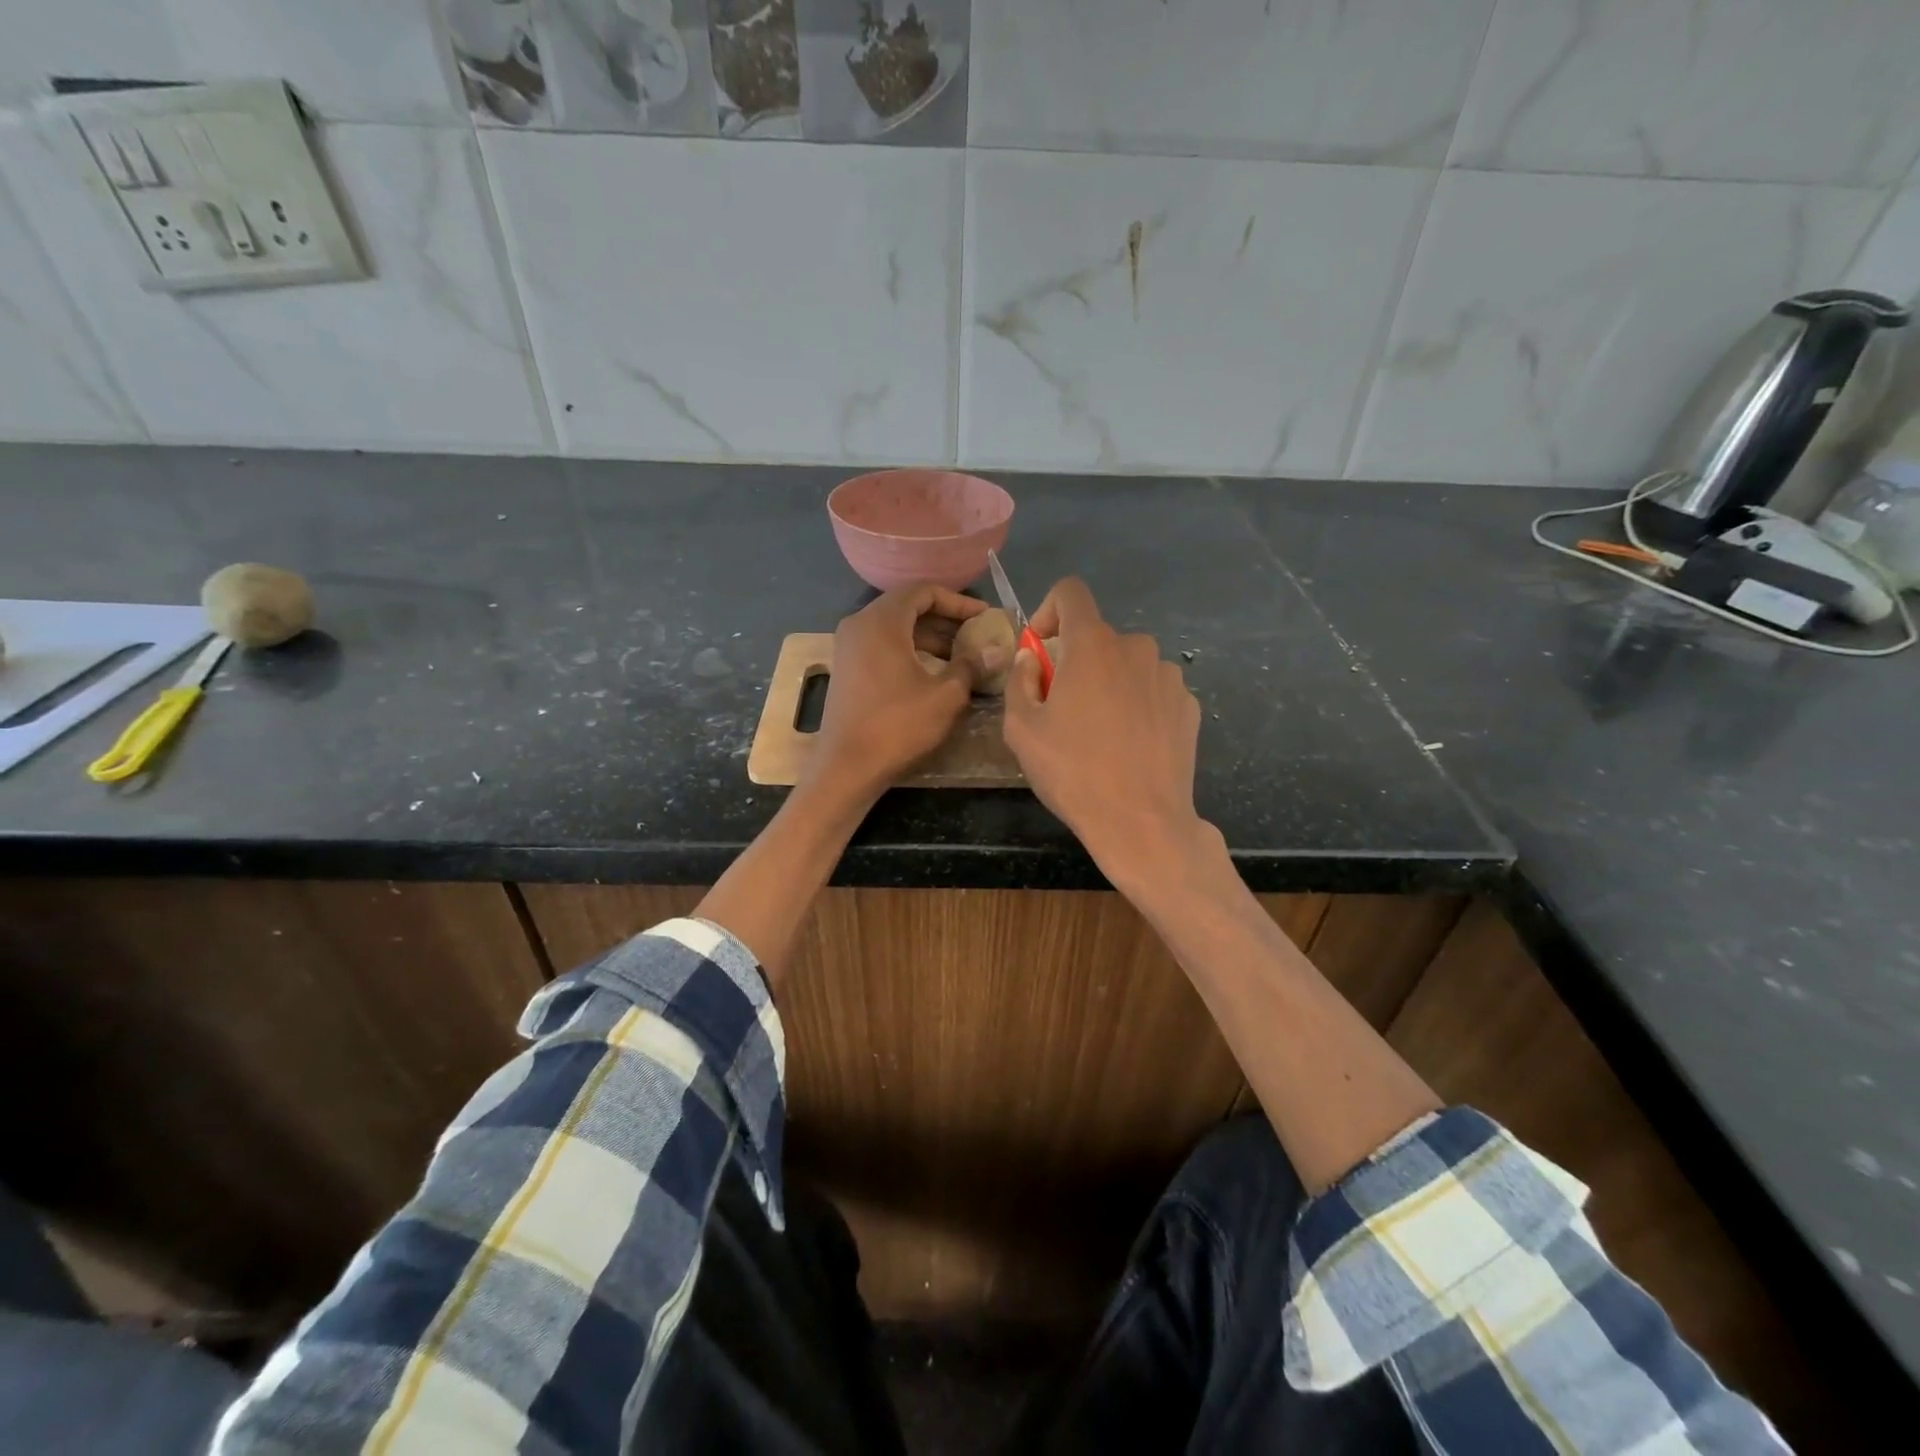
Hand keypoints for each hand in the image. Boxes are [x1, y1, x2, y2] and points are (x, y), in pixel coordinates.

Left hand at [811, 583, 994, 798]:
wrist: (847, 766)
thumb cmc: (898, 725)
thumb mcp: (946, 695)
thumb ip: (972, 665)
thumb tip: (998, 650)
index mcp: (881, 621)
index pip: (923, 591)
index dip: (958, 601)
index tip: (984, 616)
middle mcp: (860, 625)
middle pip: (908, 607)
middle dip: (945, 619)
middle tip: (976, 634)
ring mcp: (848, 647)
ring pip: (895, 628)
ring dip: (929, 637)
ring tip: (961, 656)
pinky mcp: (847, 668)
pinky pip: (883, 645)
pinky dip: (910, 650)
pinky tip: (934, 672)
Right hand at [1003, 578, 1208, 885]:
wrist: (1142, 822)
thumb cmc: (1073, 772)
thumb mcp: (1021, 729)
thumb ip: (1020, 680)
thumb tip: (1032, 659)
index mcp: (1093, 644)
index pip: (1070, 593)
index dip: (1048, 612)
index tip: (1040, 652)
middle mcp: (1137, 647)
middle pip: (1098, 637)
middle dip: (1076, 662)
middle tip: (1063, 710)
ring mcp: (1170, 676)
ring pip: (1127, 665)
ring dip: (1109, 684)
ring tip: (1100, 733)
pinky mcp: (1189, 706)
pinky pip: (1153, 690)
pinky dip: (1137, 705)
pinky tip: (1131, 746)